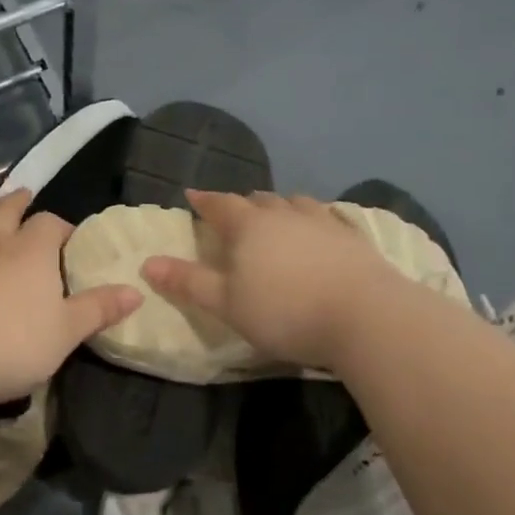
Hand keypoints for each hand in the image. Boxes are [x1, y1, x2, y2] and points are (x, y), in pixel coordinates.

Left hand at [0, 190, 141, 408]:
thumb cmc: (14, 344)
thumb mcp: (67, 332)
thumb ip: (99, 309)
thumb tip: (137, 291)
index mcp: (32, 251)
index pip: (49, 224)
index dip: (59, 227)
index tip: (66, 238)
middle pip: (5, 209)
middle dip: (17, 203)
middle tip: (23, 198)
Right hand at [142, 190, 392, 370]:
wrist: (367, 317)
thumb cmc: (285, 311)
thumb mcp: (227, 304)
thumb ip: (188, 282)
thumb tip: (147, 263)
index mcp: (249, 226)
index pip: (219, 204)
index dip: (204, 201)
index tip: (192, 196)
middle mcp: (284, 214)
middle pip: (257, 200)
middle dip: (241, 204)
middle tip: (233, 213)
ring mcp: (323, 222)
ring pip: (294, 204)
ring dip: (279, 208)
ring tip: (275, 217)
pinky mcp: (353, 238)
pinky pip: (326, 218)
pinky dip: (313, 221)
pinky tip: (318, 231)